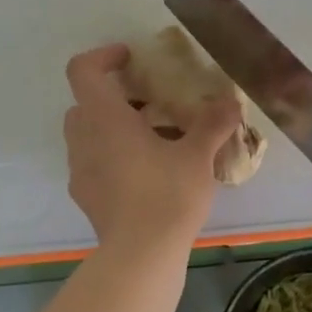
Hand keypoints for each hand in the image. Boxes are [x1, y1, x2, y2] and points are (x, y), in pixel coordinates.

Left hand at [64, 44, 240, 252]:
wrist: (141, 255)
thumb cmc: (167, 194)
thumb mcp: (198, 155)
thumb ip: (213, 123)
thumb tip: (231, 101)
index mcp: (105, 119)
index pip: (83, 70)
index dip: (103, 57)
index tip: (131, 59)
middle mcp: (84, 139)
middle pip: (84, 103)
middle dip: (112, 97)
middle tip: (148, 103)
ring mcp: (79, 170)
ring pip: (86, 134)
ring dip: (111, 127)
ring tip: (151, 138)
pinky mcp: (85, 196)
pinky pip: (92, 162)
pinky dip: (111, 156)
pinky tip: (144, 172)